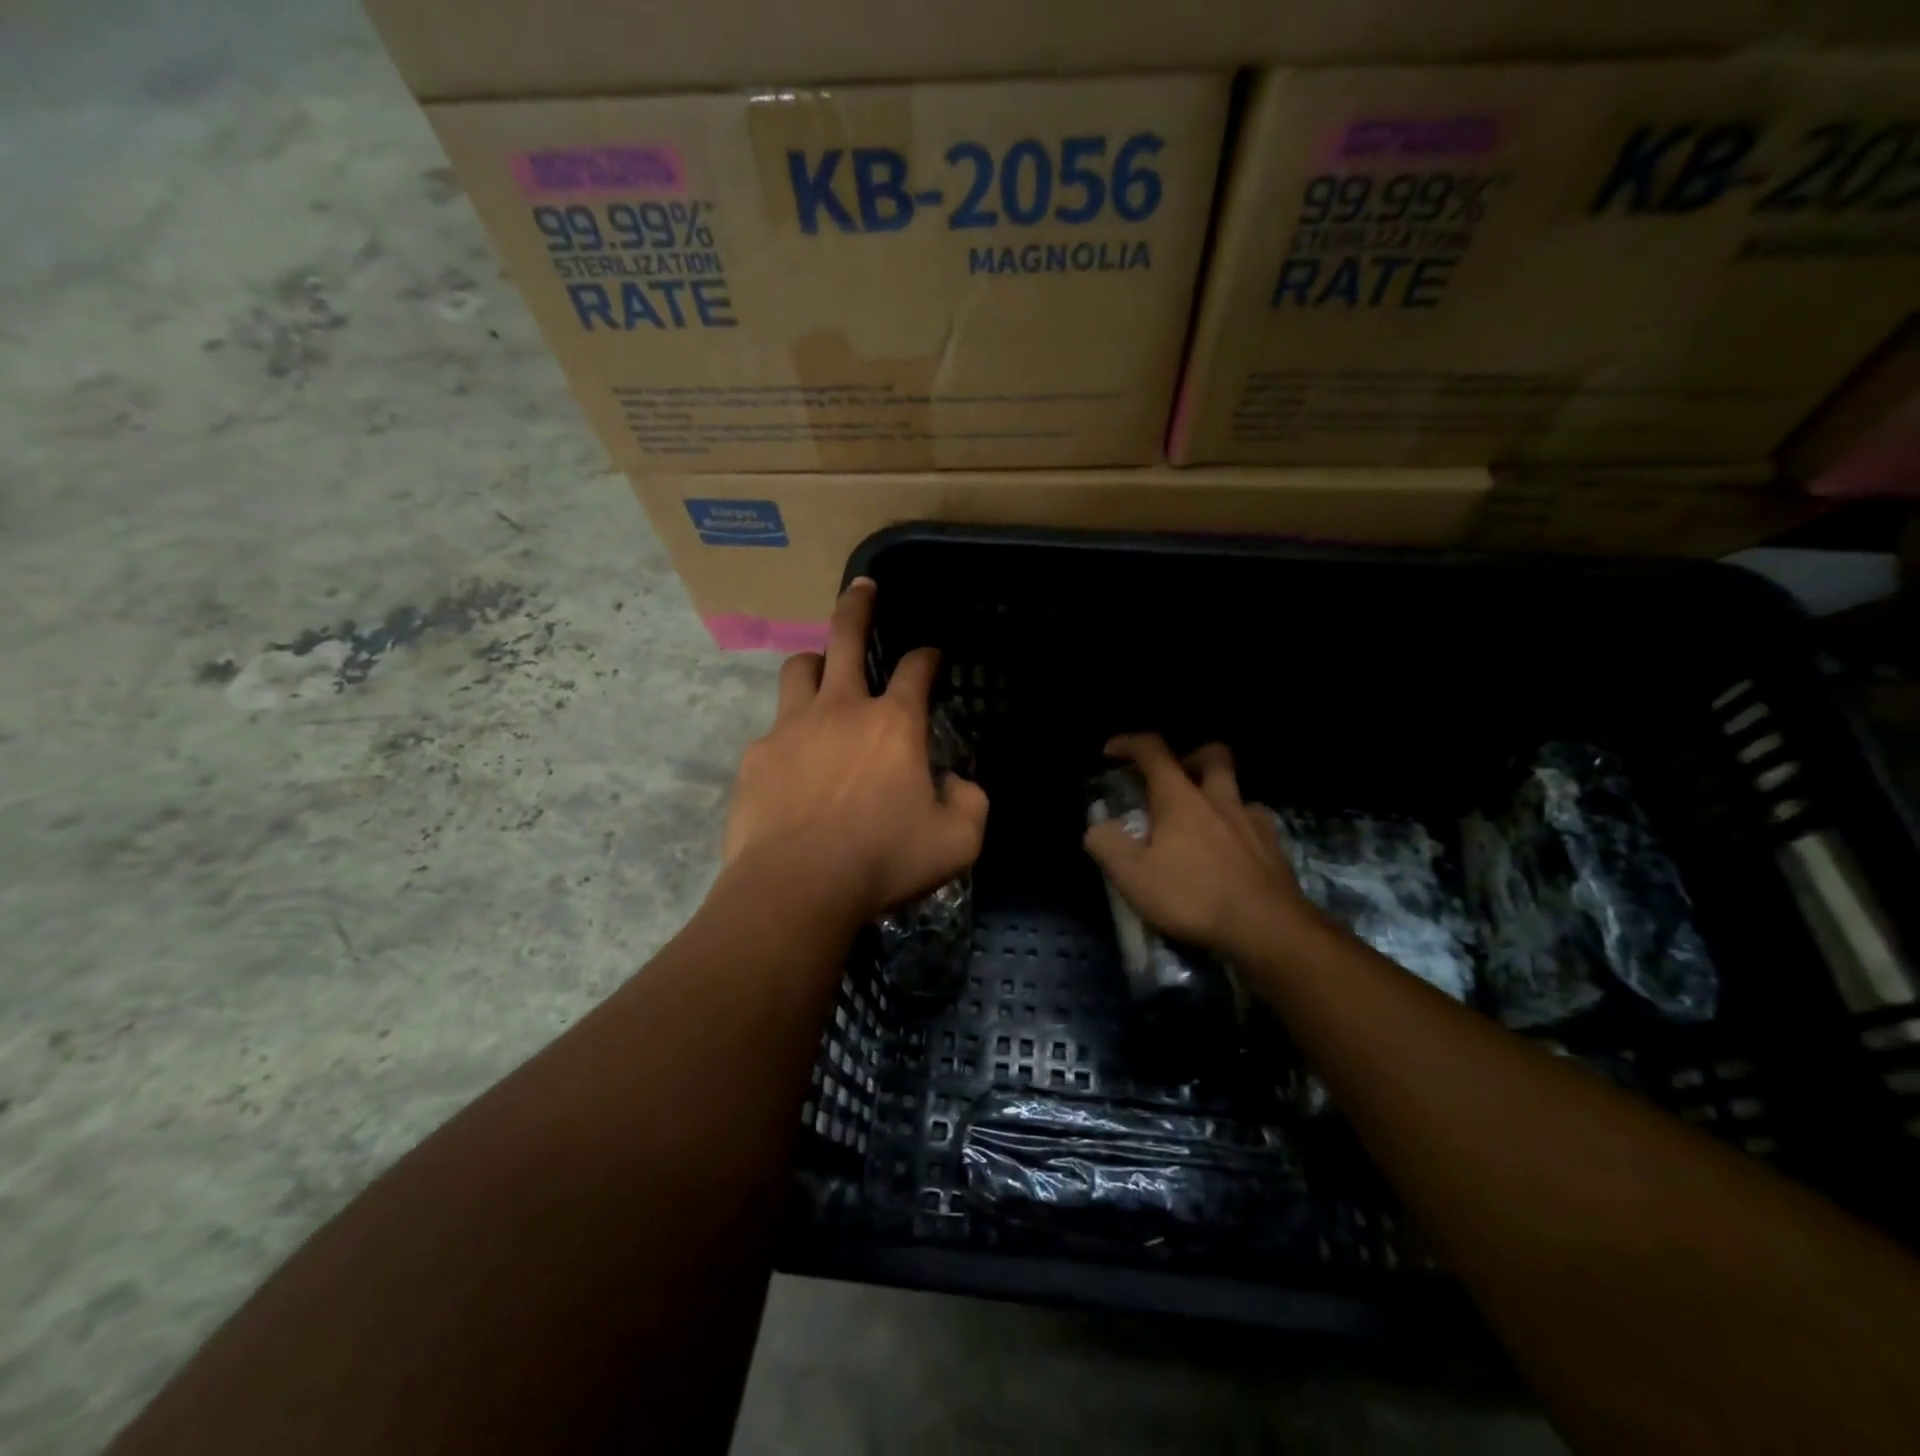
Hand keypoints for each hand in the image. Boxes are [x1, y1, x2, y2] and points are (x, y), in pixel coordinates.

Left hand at [721, 579, 988, 922]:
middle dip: (858, 605)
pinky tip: (794, 764)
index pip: (917, 670)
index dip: (928, 657)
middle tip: (862, 587)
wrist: (796, 888)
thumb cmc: (883, 860)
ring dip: (816, 664)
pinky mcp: (758, 757)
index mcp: (894, 725)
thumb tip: (956, 783)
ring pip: (799, 670)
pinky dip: (790, 734)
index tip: (932, 656)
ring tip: (822, 673)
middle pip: (846, 638)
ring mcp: (792, 728)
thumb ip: (969, 803)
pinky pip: (774, 729)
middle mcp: (842, 710)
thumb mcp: (956, 842)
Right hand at [1083, 735, 1318, 957]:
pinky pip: (1255, 824)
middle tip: (1173, 778)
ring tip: (1201, 822)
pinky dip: (1239, 828)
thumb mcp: (1132, 877)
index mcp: (1180, 798)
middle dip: (1189, 756)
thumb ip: (1107, 845)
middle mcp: (1219, 799)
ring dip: (1217, 795)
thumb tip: (1097, 828)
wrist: (1267, 929)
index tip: (1110, 752)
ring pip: (1237, 790)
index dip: (1129, 743)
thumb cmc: (1193, 897)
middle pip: (1212, 755)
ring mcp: (1253, 822)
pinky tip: (1230, 852)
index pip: (1153, 751)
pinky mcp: (1275, 849)